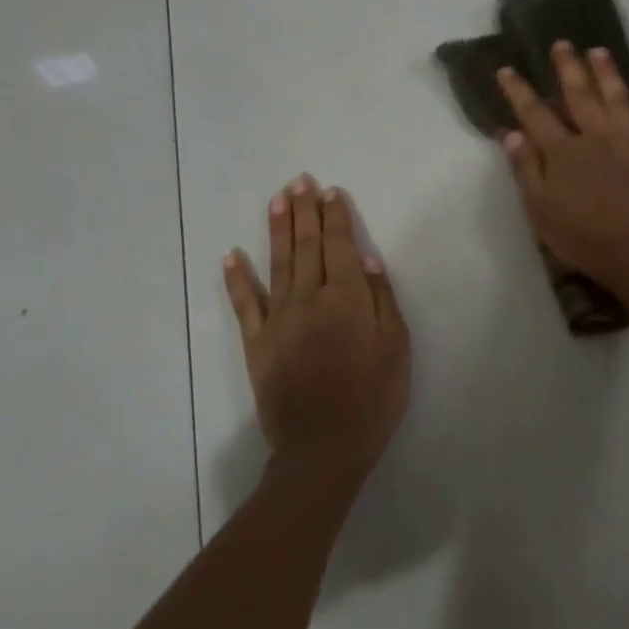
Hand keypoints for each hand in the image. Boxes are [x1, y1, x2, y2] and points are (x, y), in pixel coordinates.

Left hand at [224, 176, 410, 476]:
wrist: (324, 448)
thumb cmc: (373, 398)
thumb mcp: (396, 348)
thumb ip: (382, 301)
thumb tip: (367, 261)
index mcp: (347, 298)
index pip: (340, 246)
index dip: (336, 217)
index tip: (330, 191)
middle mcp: (309, 299)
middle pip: (307, 246)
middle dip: (304, 211)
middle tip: (300, 180)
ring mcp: (278, 320)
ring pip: (277, 264)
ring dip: (277, 229)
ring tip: (277, 199)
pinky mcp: (257, 343)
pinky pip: (245, 305)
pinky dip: (237, 279)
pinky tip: (232, 256)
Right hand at [496, 42, 628, 293]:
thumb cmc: (583, 239)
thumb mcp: (540, 211)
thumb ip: (525, 169)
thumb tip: (511, 132)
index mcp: (564, 152)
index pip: (536, 114)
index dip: (519, 91)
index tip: (507, 69)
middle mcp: (597, 137)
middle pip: (580, 96)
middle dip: (568, 68)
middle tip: (562, 44)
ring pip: (619, 99)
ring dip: (607, 73)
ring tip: (599, 51)